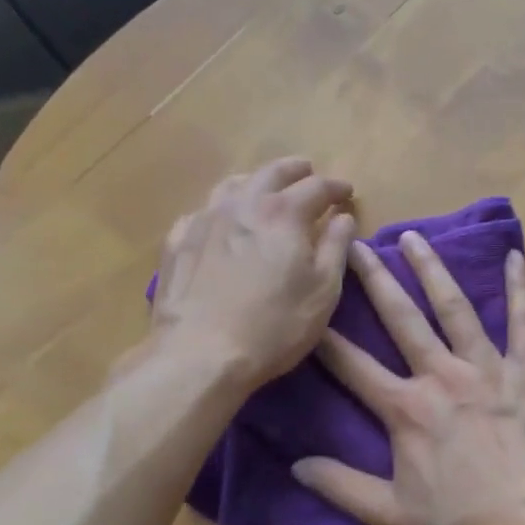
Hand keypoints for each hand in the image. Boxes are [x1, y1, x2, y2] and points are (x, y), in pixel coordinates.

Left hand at [151, 158, 356, 385]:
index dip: (336, 187)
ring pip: (232, 186)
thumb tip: (343, 217)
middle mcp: (242, 205)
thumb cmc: (275, 326)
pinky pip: (200, 213)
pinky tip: (219, 223)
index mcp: (284, 213)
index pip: (316, 187)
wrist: (200, 354)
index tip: (347, 192)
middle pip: (271, 173)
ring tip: (264, 190)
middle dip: (294, 170)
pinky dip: (219, 210)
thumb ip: (335, 248)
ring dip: (254, 181)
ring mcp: (204, 221)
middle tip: (307, 172)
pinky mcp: (177, 243)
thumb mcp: (323, 291)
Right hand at [292, 232, 524, 524]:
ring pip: (455, 307)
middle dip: (374, 280)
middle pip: (401, 319)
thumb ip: (341, 486)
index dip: (326, 338)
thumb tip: (296, 465)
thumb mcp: (392, 516)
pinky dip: (519, 288)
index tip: (309, 308)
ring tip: (414, 237)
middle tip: (356, 244)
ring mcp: (488, 368)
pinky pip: (523, 321)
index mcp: (406, 409)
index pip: (353, 366)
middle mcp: (442, 376)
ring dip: (432, 270)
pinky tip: (515, 257)